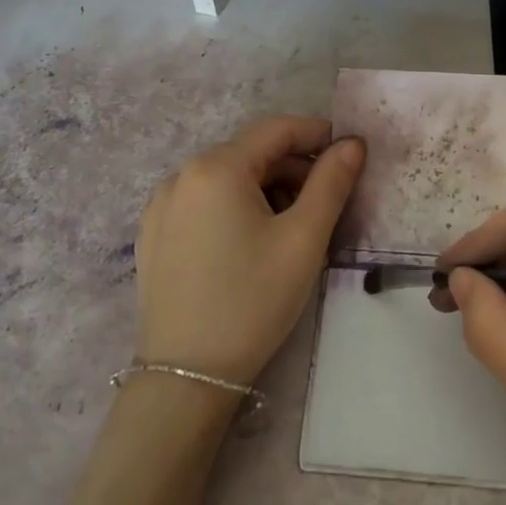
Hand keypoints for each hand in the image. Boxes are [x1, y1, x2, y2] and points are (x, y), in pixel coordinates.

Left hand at [133, 116, 364, 387]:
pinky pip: (203, 202)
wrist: (186, 375)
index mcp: (217, 167)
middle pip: (250, 153)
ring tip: (292, 226)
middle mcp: (181, 175)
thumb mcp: (303, 239)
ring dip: (265, 188)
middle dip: (293, 168)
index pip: (276, 129)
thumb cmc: (252, 300)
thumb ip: (331, 183)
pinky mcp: (153, 234)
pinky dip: (234, 206)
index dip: (317, 133)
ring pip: (227, 178)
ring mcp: (161, 205)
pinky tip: (250, 242)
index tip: (349, 152)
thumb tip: (352, 143)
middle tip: (327, 201)